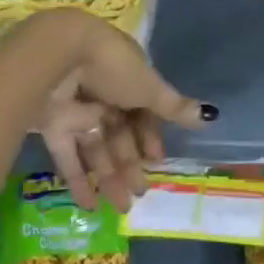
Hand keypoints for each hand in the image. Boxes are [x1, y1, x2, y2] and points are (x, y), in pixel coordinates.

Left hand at [18, 11, 212, 211]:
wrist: (58, 56)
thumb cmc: (112, 66)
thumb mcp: (148, 86)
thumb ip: (174, 106)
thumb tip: (210, 116)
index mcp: (127, 76)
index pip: (142, 110)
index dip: (150, 136)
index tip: (157, 160)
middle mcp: (102, 91)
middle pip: (119, 132)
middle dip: (130, 163)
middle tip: (139, 194)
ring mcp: (76, 108)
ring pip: (96, 147)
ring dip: (109, 176)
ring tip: (120, 207)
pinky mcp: (53, 124)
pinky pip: (68, 155)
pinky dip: (78, 180)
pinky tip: (89, 205)